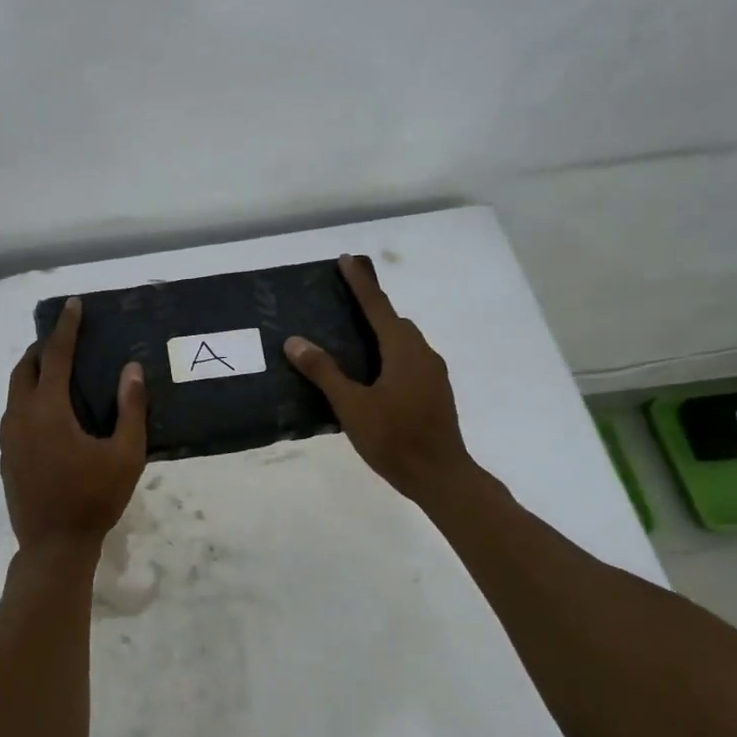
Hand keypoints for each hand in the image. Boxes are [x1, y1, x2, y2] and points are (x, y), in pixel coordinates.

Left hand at [0, 298, 147, 550]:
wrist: (54, 546)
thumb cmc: (94, 498)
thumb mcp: (126, 455)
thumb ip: (130, 408)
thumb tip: (132, 369)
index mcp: (48, 410)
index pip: (56, 356)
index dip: (66, 328)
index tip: (73, 305)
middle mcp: (20, 416)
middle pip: (26, 367)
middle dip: (44, 347)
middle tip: (66, 340)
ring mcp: (8, 437)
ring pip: (16, 390)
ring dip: (35, 372)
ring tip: (59, 371)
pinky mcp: (6, 455)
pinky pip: (15, 412)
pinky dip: (30, 397)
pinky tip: (51, 412)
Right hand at [284, 256, 472, 501]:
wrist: (440, 476)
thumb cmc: (394, 438)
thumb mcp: (352, 406)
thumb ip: (324, 372)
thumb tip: (295, 341)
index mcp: (403, 350)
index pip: (378, 307)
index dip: (361, 283)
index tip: (346, 260)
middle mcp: (422, 354)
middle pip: (394, 322)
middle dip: (371, 307)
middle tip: (343, 302)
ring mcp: (433, 374)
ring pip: (404, 342)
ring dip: (381, 332)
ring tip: (352, 337)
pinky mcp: (435, 392)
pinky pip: (409, 360)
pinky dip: (389, 353)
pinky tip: (372, 373)